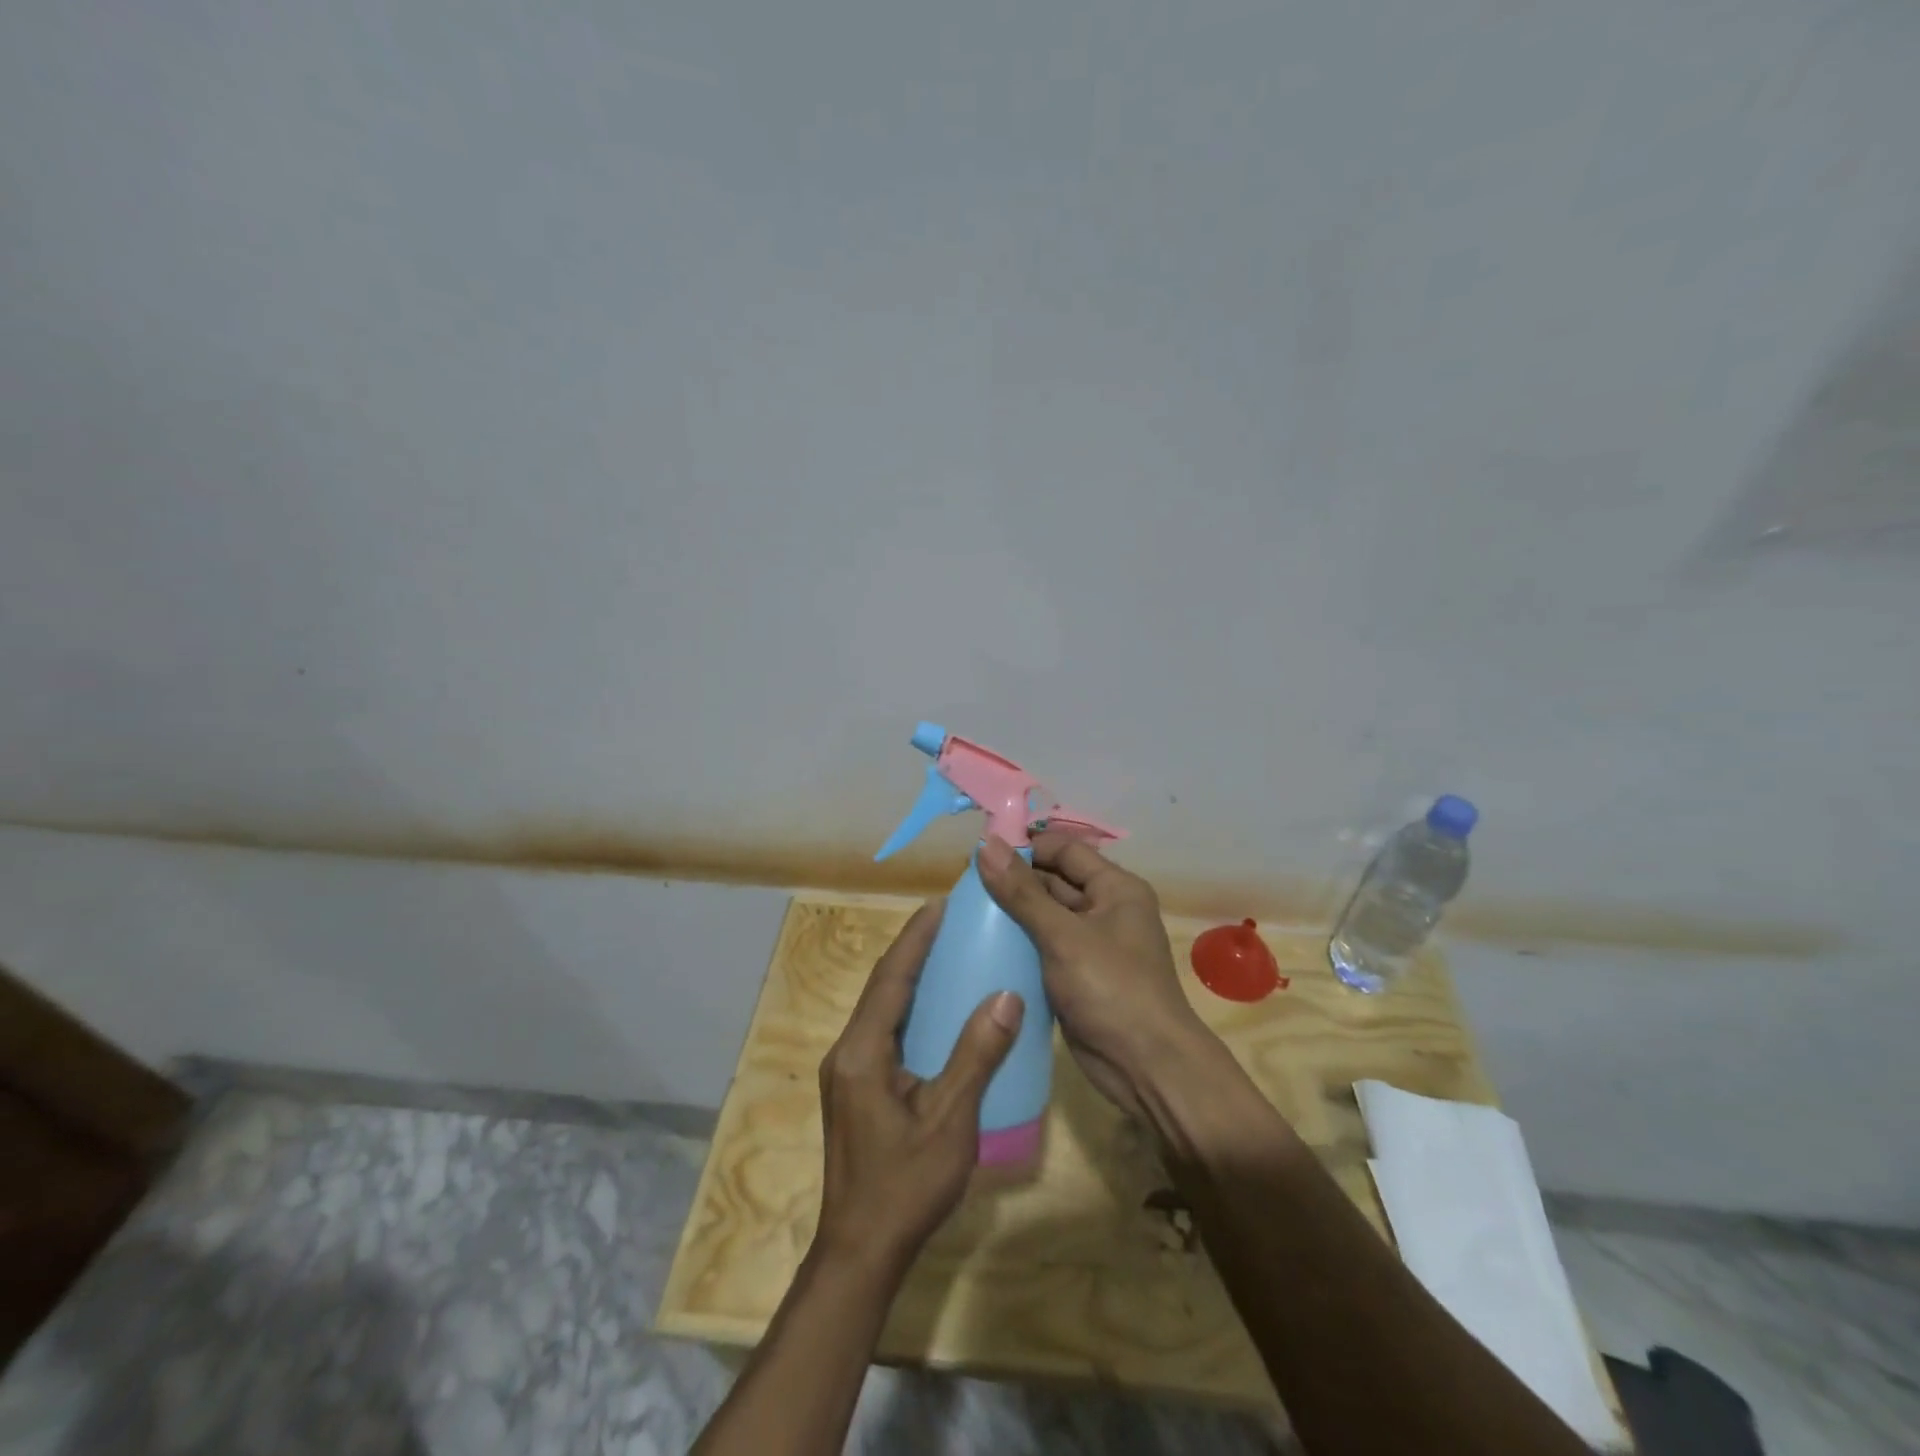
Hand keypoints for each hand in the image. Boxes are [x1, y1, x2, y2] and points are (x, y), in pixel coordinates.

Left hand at [814, 901, 1023, 1278]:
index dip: (915, 938)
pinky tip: (936, 1014)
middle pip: (882, 988)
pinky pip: (884, 1033)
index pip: (891, 978)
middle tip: (949, 922)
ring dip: (910, 979)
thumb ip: (977, 1056)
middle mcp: (847, 1052)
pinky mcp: (856, 1090)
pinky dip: (909, 1010)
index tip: (940, 904)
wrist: (860, 1253)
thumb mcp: (950, 1120)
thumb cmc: (905, 1186)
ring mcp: (848, 1072)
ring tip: (946, 954)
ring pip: (881, 1010)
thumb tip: (1007, 996)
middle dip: (912, 950)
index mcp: (862, 1052)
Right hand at [977, 831, 1214, 1120]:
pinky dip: (1019, 945)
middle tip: (965, 887)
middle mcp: (1106, 909)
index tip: (980, 854)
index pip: (1065, 851)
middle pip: (1054, 882)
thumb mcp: (1063, 935)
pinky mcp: (1077, 976)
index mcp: (1115, 888)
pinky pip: (1044, 948)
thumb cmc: (1111, 989)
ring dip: (1013, 914)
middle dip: (1014, 882)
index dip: (1026, 848)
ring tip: (966, 913)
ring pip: (1046, 916)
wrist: (1146, 1067)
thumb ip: (1022, 892)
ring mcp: (1092, 945)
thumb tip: (987, 846)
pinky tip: (984, 946)